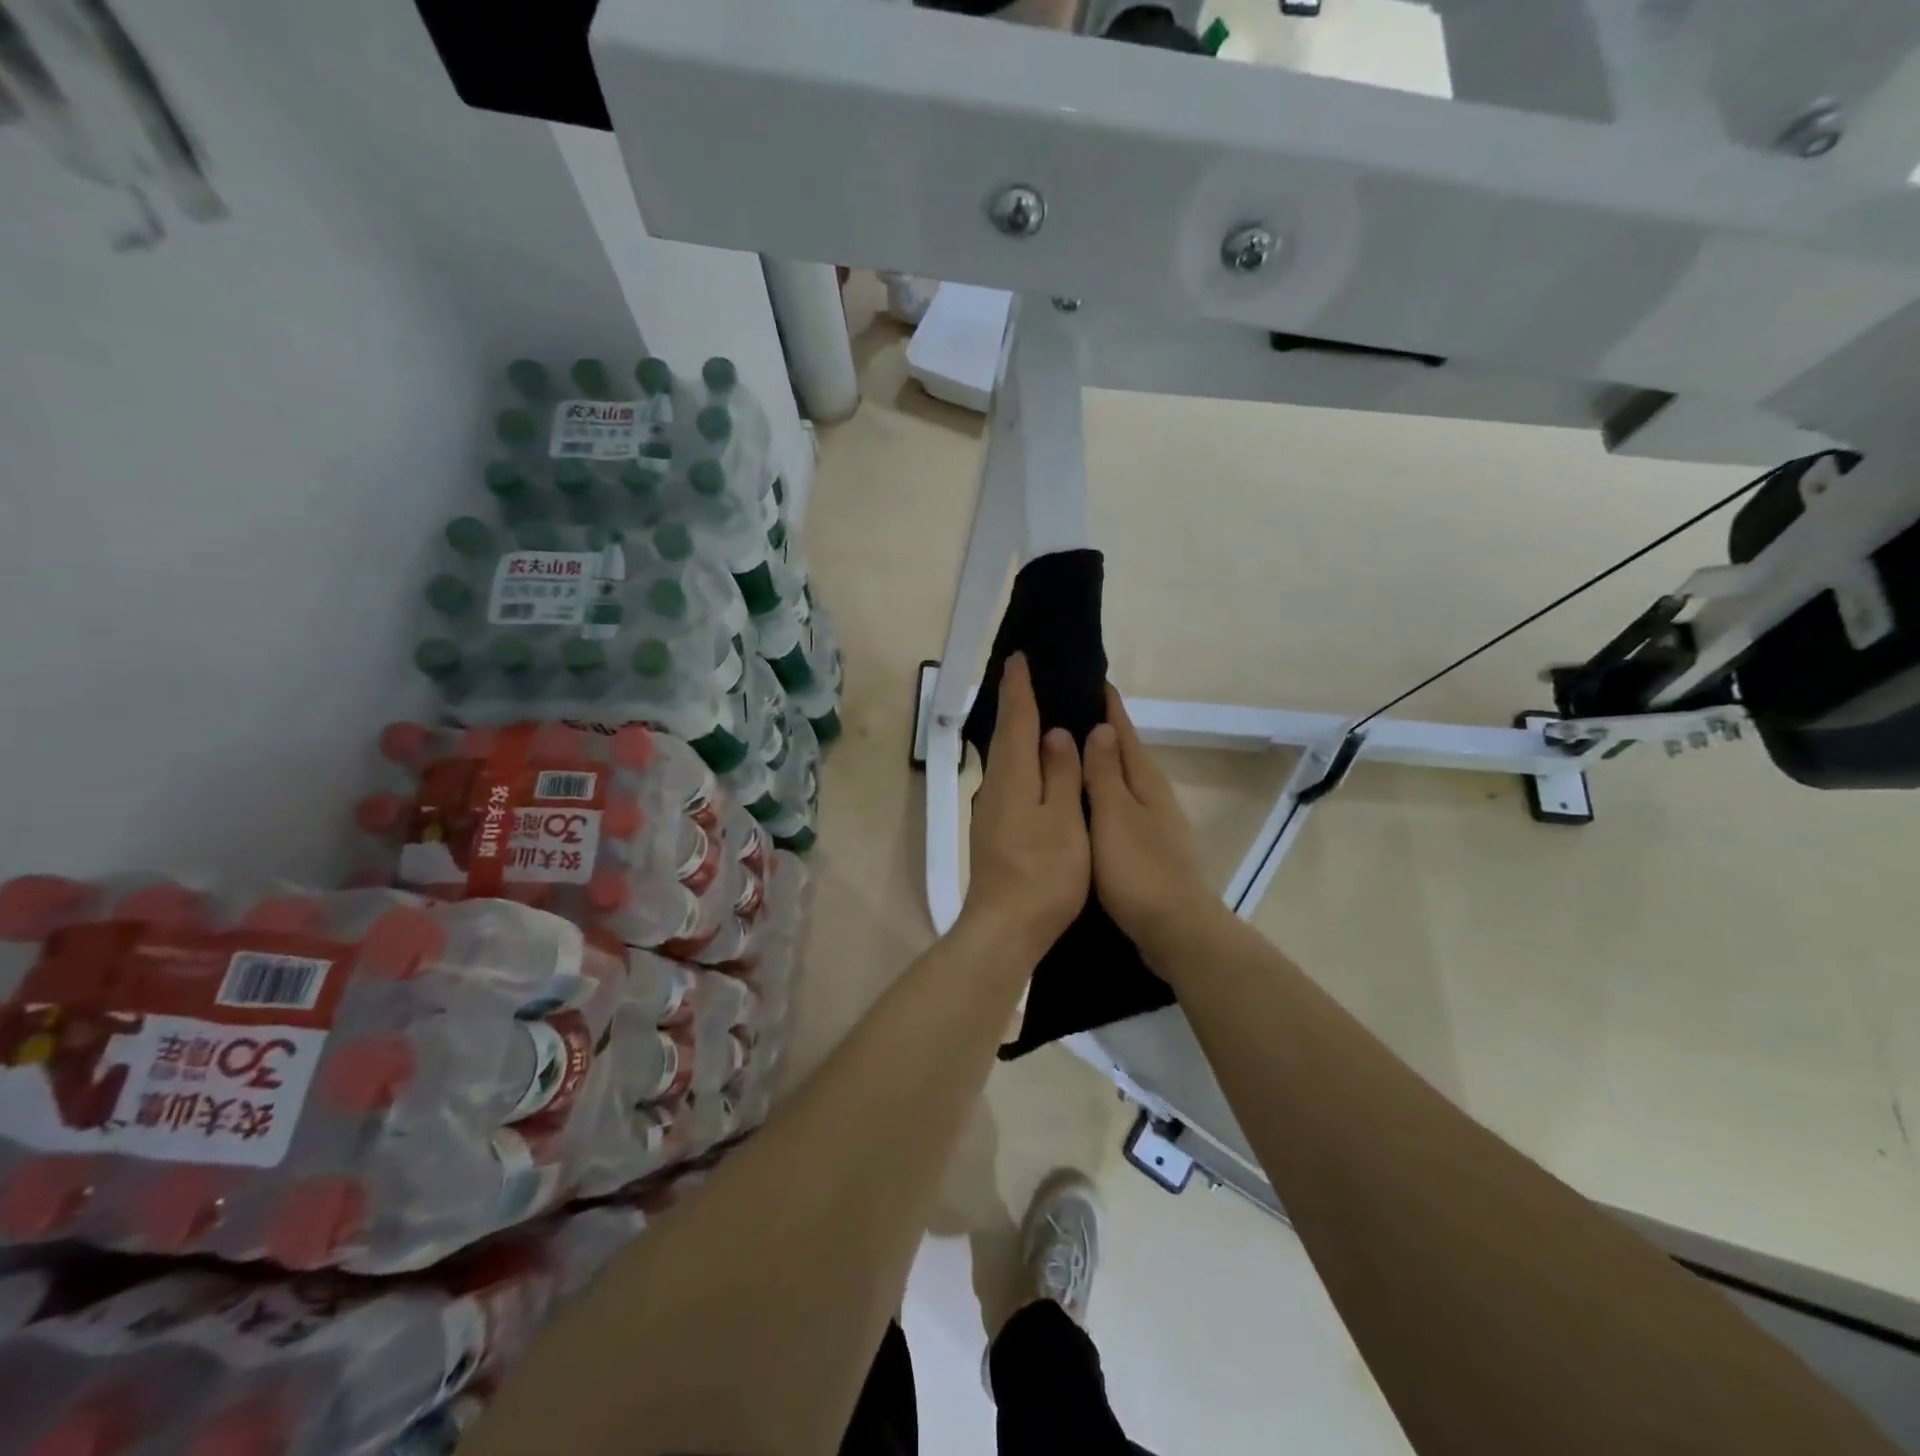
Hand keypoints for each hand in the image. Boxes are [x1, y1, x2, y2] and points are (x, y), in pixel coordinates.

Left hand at [960, 654, 1090, 961]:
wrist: (1005, 928)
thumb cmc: (1042, 875)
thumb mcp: (1063, 821)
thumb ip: (1061, 775)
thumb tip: (1056, 734)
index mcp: (1012, 779)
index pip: (1015, 721)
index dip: (1020, 688)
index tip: (1019, 658)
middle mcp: (995, 788)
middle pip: (1005, 737)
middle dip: (1015, 705)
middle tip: (1029, 678)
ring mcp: (991, 812)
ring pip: (1006, 760)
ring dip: (1017, 733)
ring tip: (1037, 713)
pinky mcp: (995, 832)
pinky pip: (1009, 780)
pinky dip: (1021, 761)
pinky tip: (1035, 766)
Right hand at [1083, 686, 1221, 963]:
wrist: (1174, 928)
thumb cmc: (1138, 869)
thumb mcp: (1115, 815)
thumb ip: (1105, 773)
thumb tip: (1102, 728)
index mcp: (1145, 782)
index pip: (1123, 732)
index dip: (1109, 707)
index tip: (1092, 678)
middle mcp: (1152, 796)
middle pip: (1126, 753)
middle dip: (1103, 731)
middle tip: (1068, 710)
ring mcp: (1152, 823)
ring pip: (1122, 781)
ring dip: (1101, 763)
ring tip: (1070, 751)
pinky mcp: (1146, 848)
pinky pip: (1119, 807)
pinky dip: (1102, 794)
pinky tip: (1085, 803)